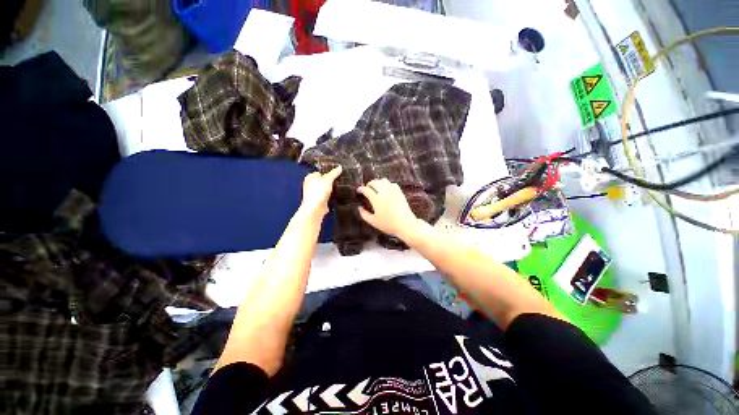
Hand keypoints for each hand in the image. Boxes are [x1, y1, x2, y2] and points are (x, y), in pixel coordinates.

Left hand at [299, 166, 341, 218]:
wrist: (315, 208)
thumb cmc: (318, 192)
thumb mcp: (328, 179)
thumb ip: (334, 173)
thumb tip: (340, 167)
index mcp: (310, 177)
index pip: (320, 172)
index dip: (328, 173)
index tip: (335, 175)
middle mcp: (310, 185)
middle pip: (322, 181)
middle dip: (329, 182)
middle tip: (337, 182)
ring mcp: (313, 194)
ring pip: (324, 189)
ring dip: (330, 190)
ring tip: (337, 189)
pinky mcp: (318, 201)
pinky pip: (325, 197)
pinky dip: (329, 197)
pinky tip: (334, 197)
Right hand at [358, 179, 419, 239]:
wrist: (405, 224)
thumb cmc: (388, 224)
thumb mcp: (373, 222)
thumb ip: (364, 214)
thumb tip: (359, 208)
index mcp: (376, 199)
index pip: (366, 190)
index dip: (361, 189)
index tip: (359, 191)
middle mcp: (384, 192)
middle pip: (374, 182)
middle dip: (369, 184)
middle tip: (367, 189)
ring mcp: (392, 190)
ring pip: (383, 180)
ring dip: (377, 182)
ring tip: (376, 188)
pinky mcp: (399, 191)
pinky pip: (391, 183)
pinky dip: (386, 184)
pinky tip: (386, 189)